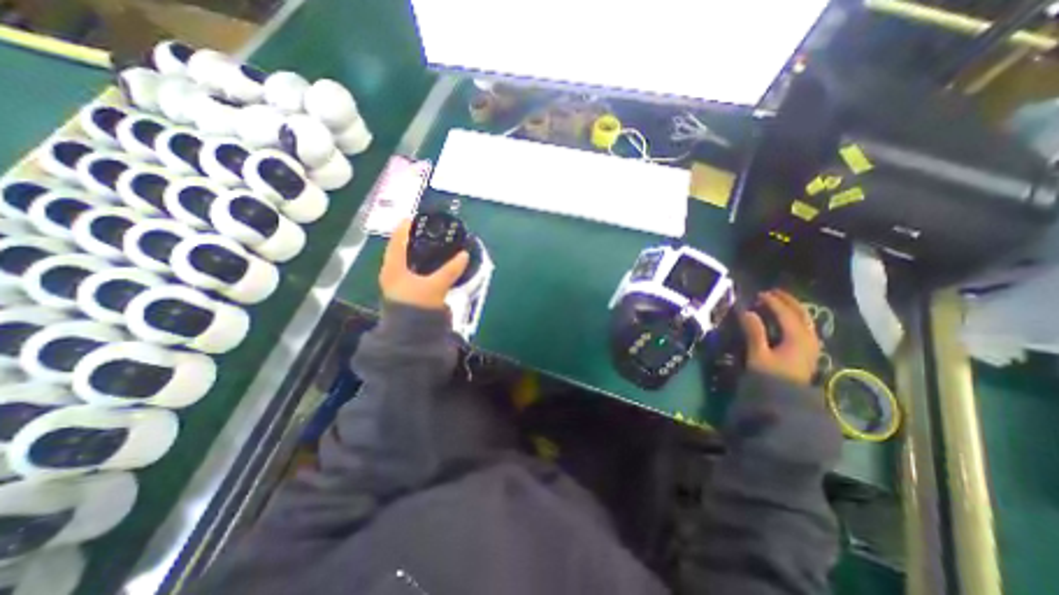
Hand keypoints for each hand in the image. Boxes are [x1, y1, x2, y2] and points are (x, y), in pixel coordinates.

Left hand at [375, 219, 467, 310]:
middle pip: (399, 250)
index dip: (405, 228)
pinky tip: (431, 264)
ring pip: (405, 261)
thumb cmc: (417, 306)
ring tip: (430, 244)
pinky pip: (411, 271)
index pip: (396, 241)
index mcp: (393, 268)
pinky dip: (420, 264)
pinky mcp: (405, 291)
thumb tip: (464, 255)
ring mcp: (397, 283)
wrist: (410, 334)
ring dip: (416, 252)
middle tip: (425, 230)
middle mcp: (391, 273)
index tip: (414, 217)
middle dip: (411, 239)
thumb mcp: (436, 286)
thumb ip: (450, 270)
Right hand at [740, 288, 820, 385]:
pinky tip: (788, 319)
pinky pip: (805, 327)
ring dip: (793, 308)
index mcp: (797, 337)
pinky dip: (796, 318)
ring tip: (780, 301)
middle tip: (772, 292)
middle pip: (801, 313)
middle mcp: (809, 338)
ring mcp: (812, 345)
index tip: (759, 294)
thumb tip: (747, 312)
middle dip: (787, 300)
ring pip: (806, 319)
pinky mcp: (808, 351)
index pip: (785, 313)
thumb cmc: (770, 376)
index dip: (772, 301)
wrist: (786, 400)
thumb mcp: (758, 355)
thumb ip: (754, 332)